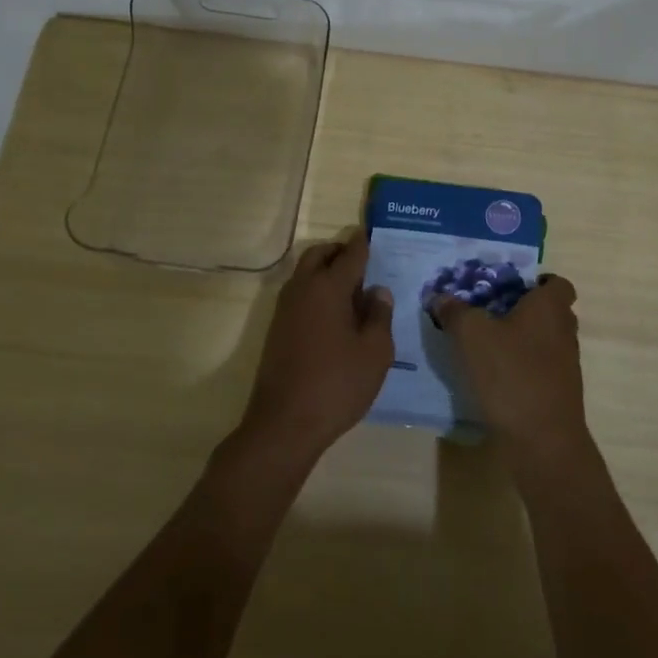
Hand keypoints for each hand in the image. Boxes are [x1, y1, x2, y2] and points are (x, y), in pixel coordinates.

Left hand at [240, 231, 395, 462]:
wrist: (285, 423)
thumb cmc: (337, 384)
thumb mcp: (375, 352)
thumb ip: (379, 316)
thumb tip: (377, 291)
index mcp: (328, 287)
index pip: (350, 255)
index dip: (363, 244)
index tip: (371, 234)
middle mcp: (303, 289)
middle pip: (319, 255)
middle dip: (339, 251)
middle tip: (362, 261)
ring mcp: (285, 309)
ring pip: (305, 273)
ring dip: (325, 270)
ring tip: (352, 288)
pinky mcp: (277, 329)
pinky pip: (299, 294)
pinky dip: (316, 290)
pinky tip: (334, 314)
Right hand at [432, 276, 591, 479]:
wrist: (542, 441)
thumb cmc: (511, 374)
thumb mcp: (471, 335)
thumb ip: (455, 312)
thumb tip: (440, 297)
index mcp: (550, 308)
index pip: (557, 283)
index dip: (537, 282)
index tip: (509, 288)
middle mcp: (564, 331)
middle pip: (550, 311)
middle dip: (523, 310)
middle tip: (489, 312)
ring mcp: (566, 365)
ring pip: (545, 340)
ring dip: (522, 340)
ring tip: (486, 344)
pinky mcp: (559, 393)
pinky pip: (541, 368)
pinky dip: (522, 366)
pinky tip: (495, 376)